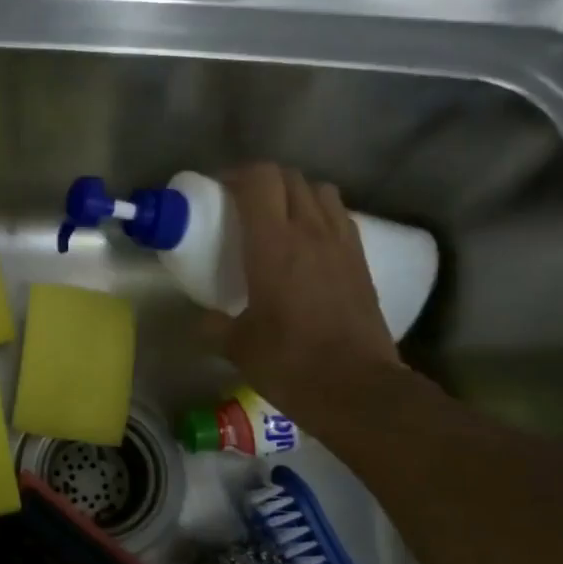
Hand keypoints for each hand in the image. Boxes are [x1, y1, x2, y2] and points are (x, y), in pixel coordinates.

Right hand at [214, 163, 411, 428]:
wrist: (357, 388)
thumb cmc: (290, 363)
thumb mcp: (238, 347)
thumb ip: (213, 327)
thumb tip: (200, 321)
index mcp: (273, 246)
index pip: (259, 180)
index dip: (236, 174)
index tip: (218, 191)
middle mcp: (310, 232)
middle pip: (290, 177)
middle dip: (263, 180)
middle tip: (241, 204)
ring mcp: (341, 244)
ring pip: (320, 191)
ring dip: (296, 192)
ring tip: (278, 217)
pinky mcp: (361, 261)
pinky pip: (339, 216)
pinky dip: (320, 214)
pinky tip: (309, 242)